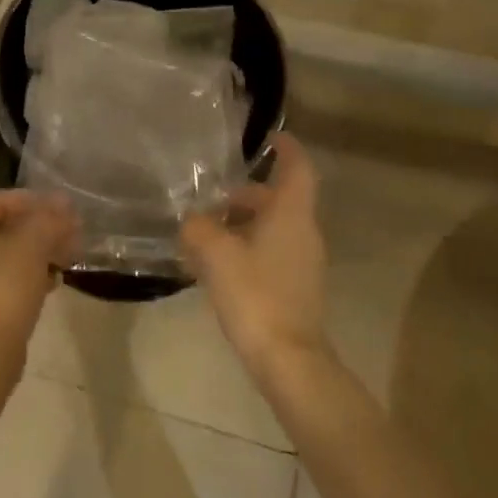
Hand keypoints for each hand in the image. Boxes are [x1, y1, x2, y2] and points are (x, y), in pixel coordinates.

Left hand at [0, 190, 74, 354]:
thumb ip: (49, 218)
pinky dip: (27, 274)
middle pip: (5, 227)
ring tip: (67, 258)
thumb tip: (63, 202)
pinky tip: (53, 282)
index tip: (63, 210)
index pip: (1, 200)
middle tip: (71, 234)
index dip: (35, 200)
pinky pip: (4, 278)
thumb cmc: (5, 286)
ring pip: (7, 254)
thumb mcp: (33, 244)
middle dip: (41, 228)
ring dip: (39, 251)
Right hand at [180, 134, 330, 382]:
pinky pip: (272, 252)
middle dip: (246, 195)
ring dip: (244, 224)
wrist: (288, 360)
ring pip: (274, 228)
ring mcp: (303, 262)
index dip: (286, 148)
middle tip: (213, 199)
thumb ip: (198, 228)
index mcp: (291, 213)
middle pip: (279, 200)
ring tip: (207, 234)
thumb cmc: (255, 294)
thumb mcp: (216, 254)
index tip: (269, 137)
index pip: (297, 167)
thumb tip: (193, 220)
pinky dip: (248, 248)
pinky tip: (219, 266)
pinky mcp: (296, 287)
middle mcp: (304, 231)